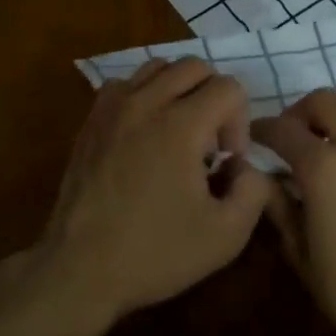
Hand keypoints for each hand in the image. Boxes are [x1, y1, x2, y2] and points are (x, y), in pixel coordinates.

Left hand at [37, 57, 273, 323]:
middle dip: (214, 97)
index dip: (240, 123)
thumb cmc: (155, 253)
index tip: (227, 162)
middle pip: (195, 66)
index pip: (229, 87)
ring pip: (159, 67)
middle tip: (208, 144)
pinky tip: (145, 133)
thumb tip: (247, 166)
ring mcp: (113, 107)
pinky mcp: (91, 119)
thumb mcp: (226, 236)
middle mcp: (146, 102)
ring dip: (179, 90)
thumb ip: (255, 191)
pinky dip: (144, 95)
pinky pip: (125, 83)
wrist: (80, 269)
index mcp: (181, 125)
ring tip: (177, 132)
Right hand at [254, 90, 335, 335]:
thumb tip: (261, 177)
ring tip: (319, 152)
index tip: (251, 137)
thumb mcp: (299, 251)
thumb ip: (277, 205)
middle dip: (300, 112)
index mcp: (324, 167)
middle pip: (324, 102)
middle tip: (288, 138)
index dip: (262, 128)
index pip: (283, 129)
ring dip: (330, 121)